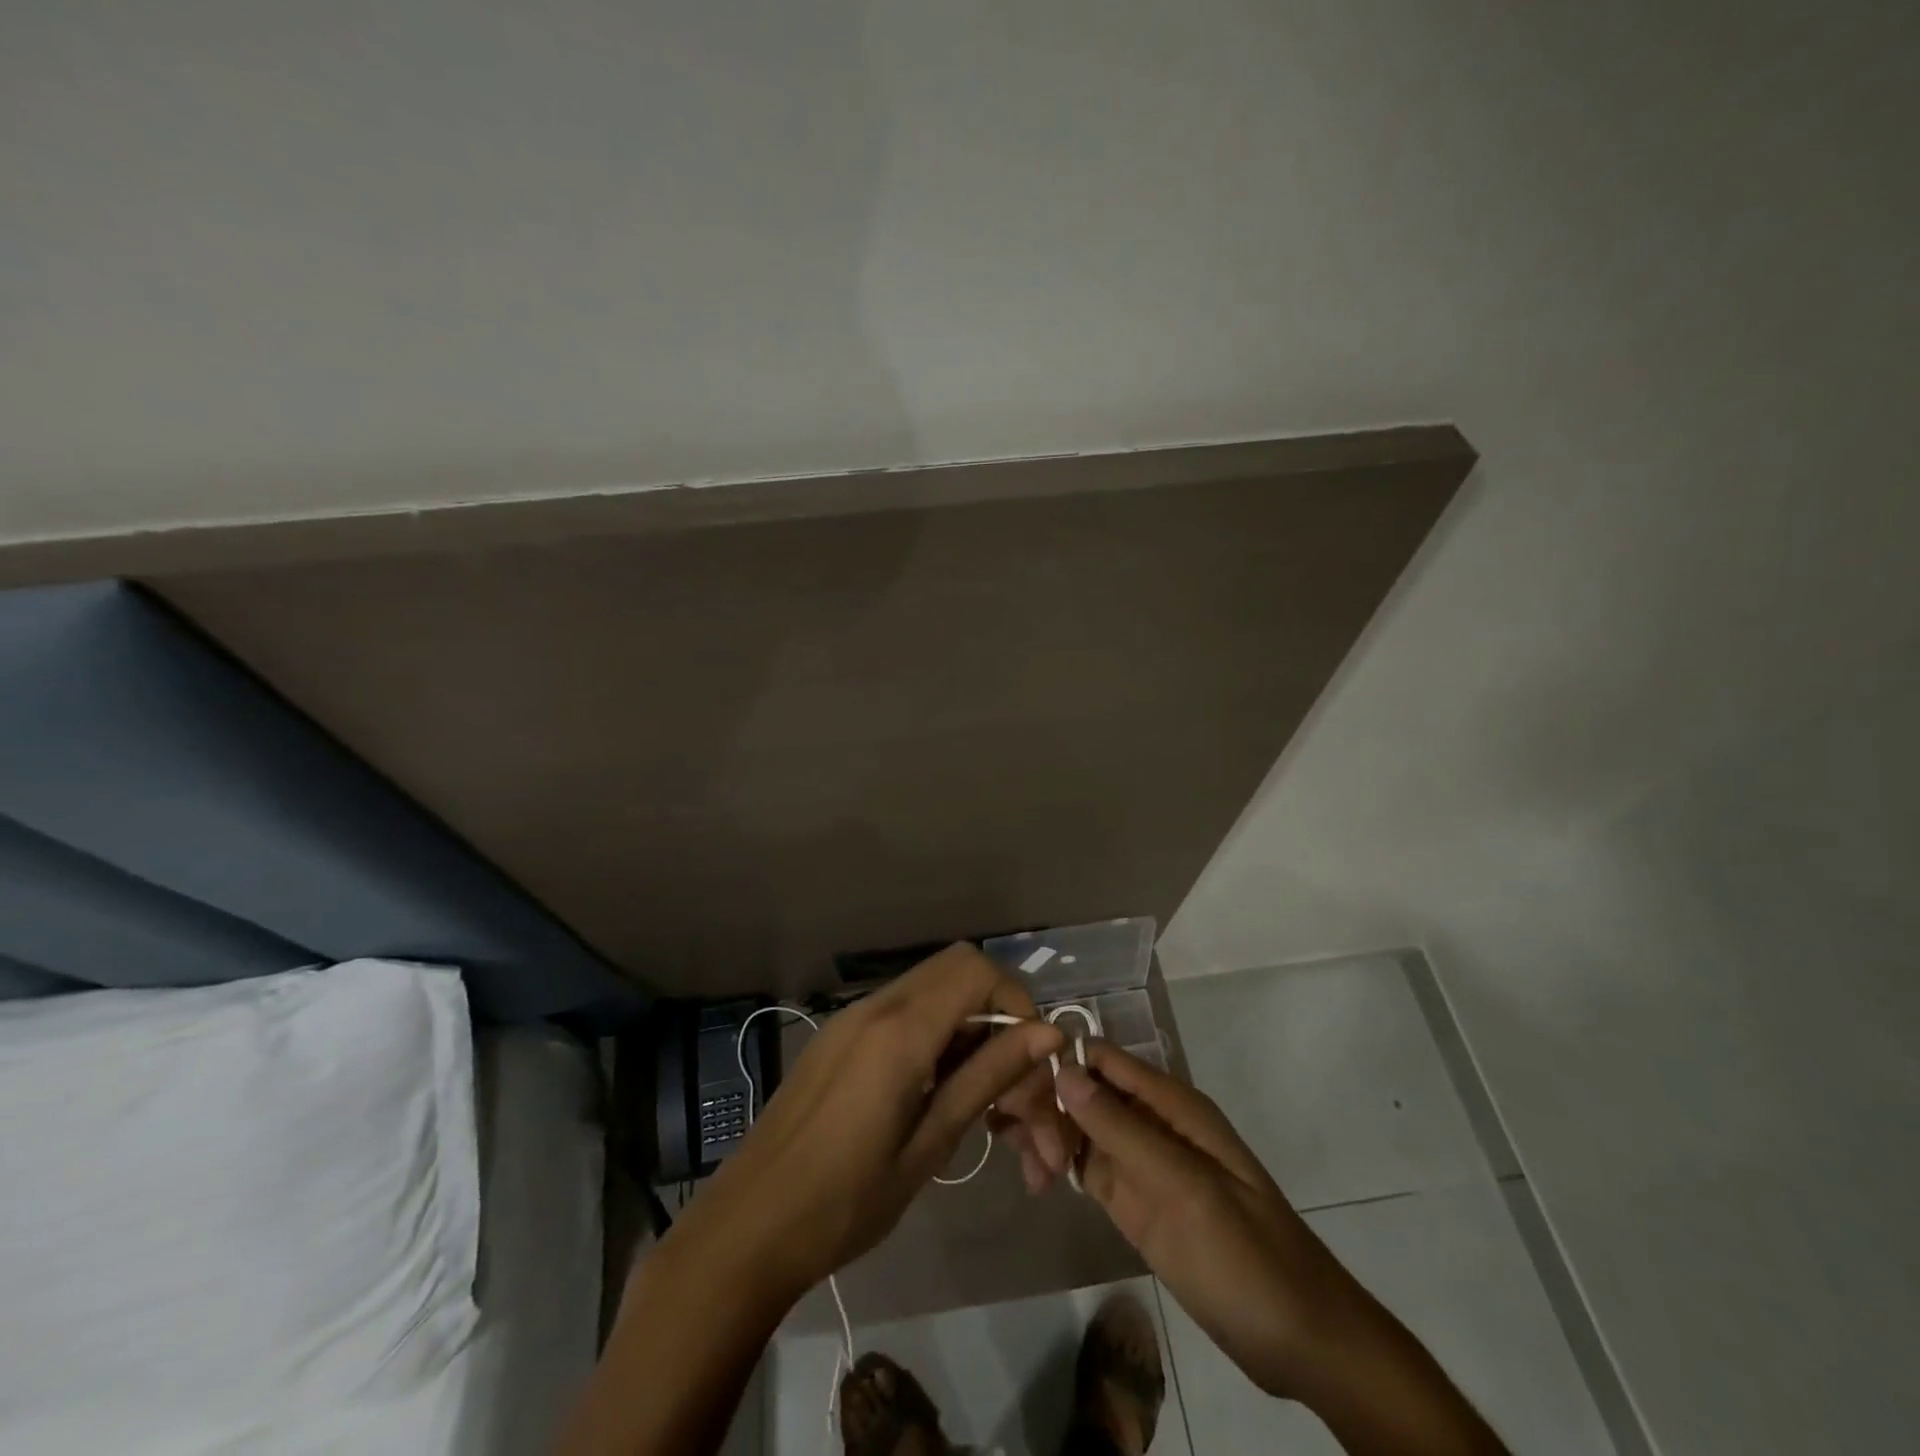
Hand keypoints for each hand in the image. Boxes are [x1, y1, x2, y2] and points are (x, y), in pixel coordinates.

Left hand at [678, 944, 1069, 1301]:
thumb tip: (1048, 1034)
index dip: (1016, 1004)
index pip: (978, 970)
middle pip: (958, 969)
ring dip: (968, 1027)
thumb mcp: (928, 1145)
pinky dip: (935, 1034)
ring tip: (980, 1100)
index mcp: (900, 1030)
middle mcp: (876, 1005)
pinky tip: (936, 1094)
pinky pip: (903, 1011)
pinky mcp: (839, 1036)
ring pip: (932, 990)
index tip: (1028, 1064)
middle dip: (997, 1014)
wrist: (747, 1228)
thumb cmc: (844, 1203)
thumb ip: (987, 1076)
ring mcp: (852, 1017)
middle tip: (1009, 1083)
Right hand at [1057, 1044, 1509, 1454]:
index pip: (1101, 1058)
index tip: (1015, 1085)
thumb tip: (1065, 1070)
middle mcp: (1149, 1121)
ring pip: (1076, 1124)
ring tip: (1029, 1172)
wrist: (1300, 1342)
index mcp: (1170, 1104)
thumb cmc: (1249, 1257)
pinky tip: (1035, 1183)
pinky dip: (1054, 1165)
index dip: (1057, 1061)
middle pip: (1082, 1088)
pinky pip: (1082, 1164)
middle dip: (1046, 1102)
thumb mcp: (1186, 1190)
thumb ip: (1124, 1130)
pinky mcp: (1131, 1197)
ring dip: (1045, 1134)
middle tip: (1018, 1142)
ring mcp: (1139, 1160)